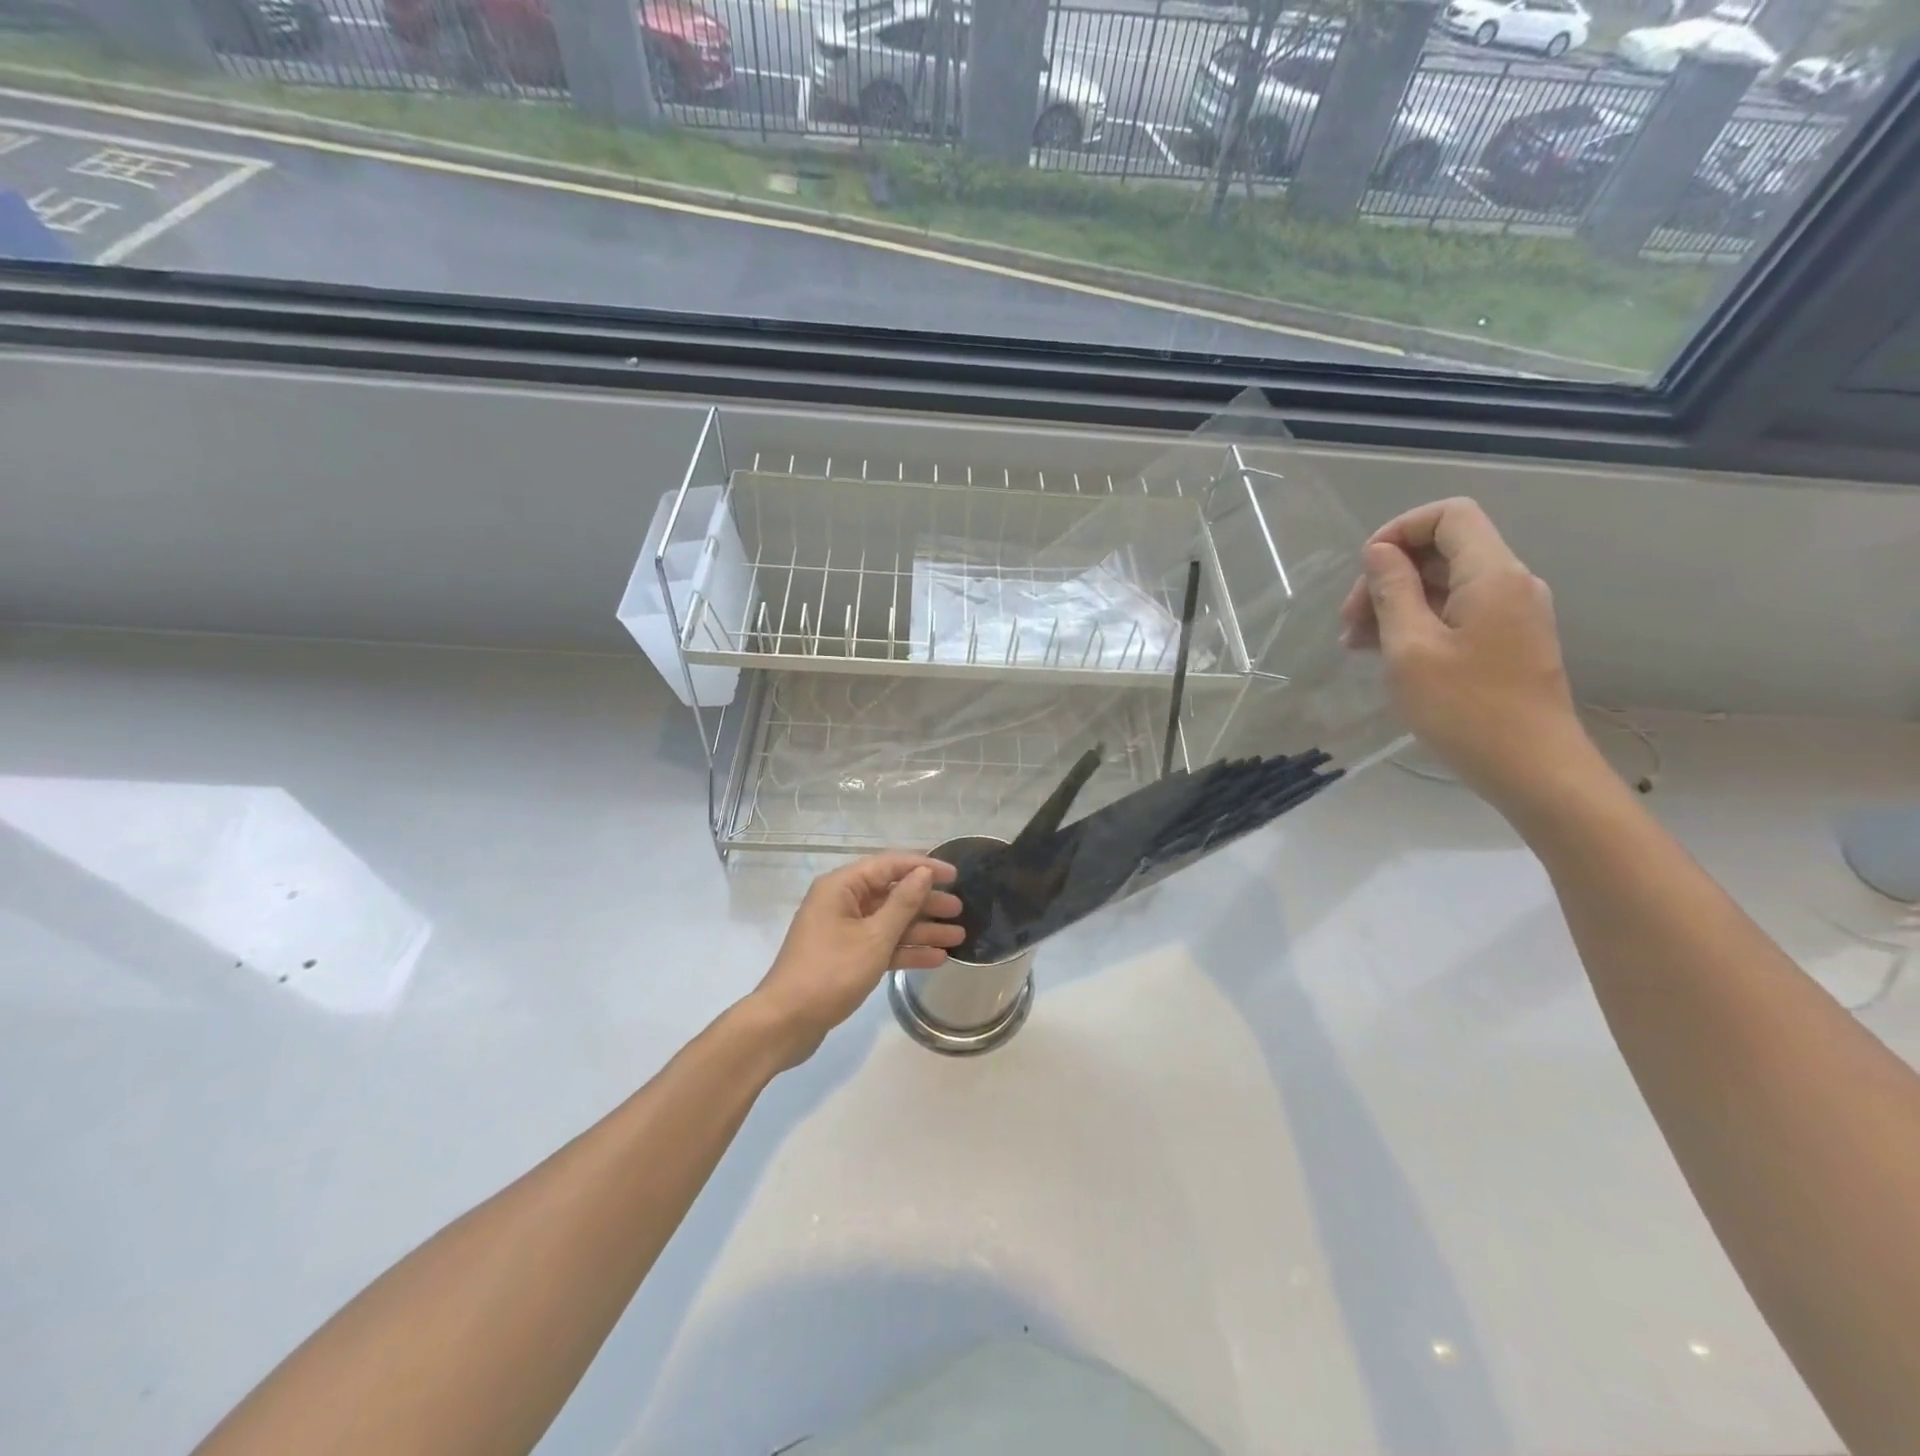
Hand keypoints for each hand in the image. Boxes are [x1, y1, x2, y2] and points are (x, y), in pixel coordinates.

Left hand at [749, 852, 962, 1068]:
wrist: (786, 1023)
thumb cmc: (830, 973)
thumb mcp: (874, 937)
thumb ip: (902, 904)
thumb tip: (923, 873)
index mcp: (841, 887)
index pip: (889, 865)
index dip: (924, 867)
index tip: (956, 875)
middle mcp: (841, 902)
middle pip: (891, 894)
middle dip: (926, 902)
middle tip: (961, 910)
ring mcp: (843, 931)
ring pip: (889, 922)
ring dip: (922, 929)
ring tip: (958, 936)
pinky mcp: (845, 957)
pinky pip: (881, 945)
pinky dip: (905, 950)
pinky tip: (936, 958)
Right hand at [1340, 497, 1591, 812]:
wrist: (1533, 769)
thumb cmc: (1465, 709)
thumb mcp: (1410, 648)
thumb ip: (1393, 591)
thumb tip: (1378, 552)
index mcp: (1492, 575)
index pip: (1449, 515)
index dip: (1400, 530)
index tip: (1365, 570)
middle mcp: (1509, 583)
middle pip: (1442, 551)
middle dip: (1388, 576)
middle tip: (1348, 623)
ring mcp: (1512, 613)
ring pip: (1445, 585)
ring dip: (1396, 604)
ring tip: (1357, 645)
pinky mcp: (1507, 641)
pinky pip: (1456, 613)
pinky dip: (1418, 623)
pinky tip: (1387, 655)